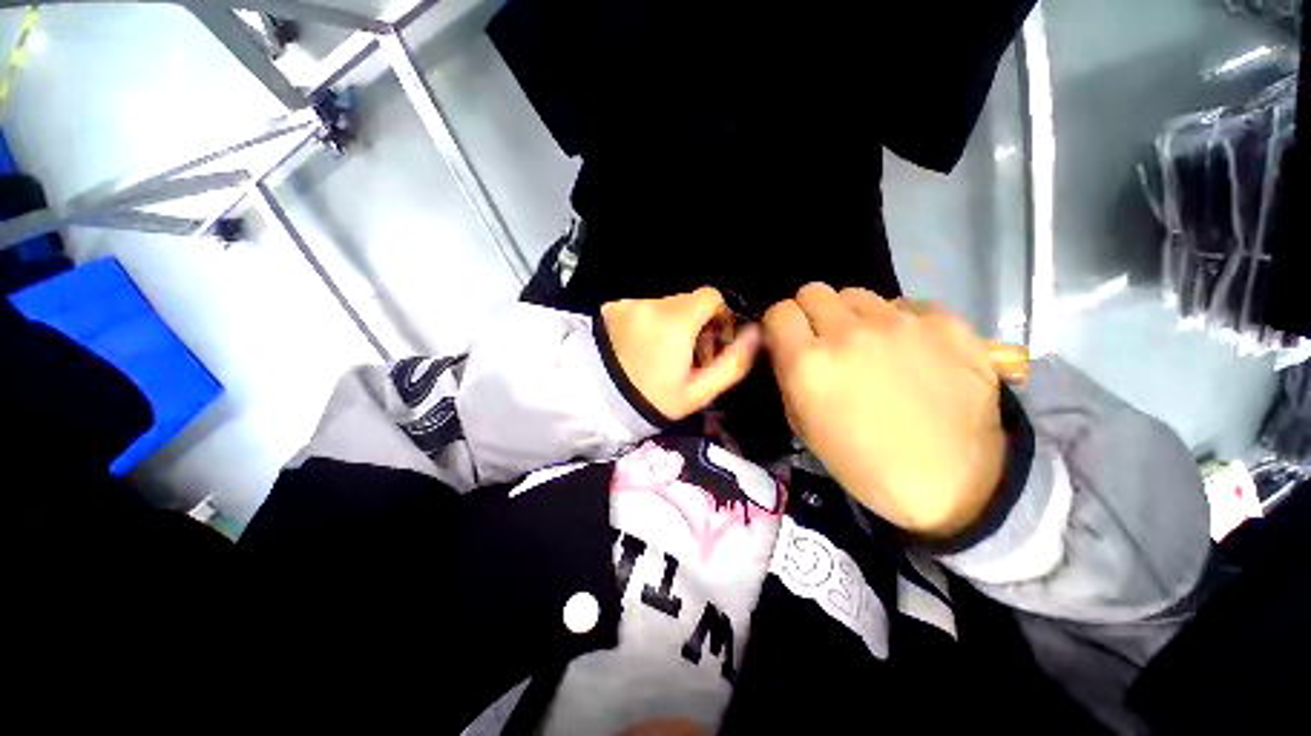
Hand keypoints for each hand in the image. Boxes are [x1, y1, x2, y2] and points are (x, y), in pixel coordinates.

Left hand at [602, 287, 761, 421]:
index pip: (711, 296)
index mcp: (676, 322)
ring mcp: (628, 304)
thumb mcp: (698, 392)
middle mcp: (651, 304)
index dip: (720, 316)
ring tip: (662, 356)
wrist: (595, 404)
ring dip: (672, 324)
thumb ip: (733, 362)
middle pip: (688, 302)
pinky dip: (649, 323)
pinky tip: (640, 349)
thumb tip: (756, 333)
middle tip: (688, 357)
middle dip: (696, 324)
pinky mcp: (611, 308)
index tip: (713, 342)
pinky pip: (643, 309)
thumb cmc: (652, 400)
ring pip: (665, 306)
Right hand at [763, 284, 1005, 537]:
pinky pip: (906, 305)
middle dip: (812, 314)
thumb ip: (788, 375)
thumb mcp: (803, 425)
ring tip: (872, 346)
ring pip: (857, 295)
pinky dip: (900, 323)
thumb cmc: (864, 462)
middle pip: (814, 291)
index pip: (779, 311)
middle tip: (827, 341)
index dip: (781, 325)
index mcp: (808, 363)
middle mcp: (848, 333)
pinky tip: (913, 352)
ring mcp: (900, 323)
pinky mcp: (945, 322)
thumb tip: (786, 346)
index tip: (790, 340)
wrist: (954, 481)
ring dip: (854, 316)